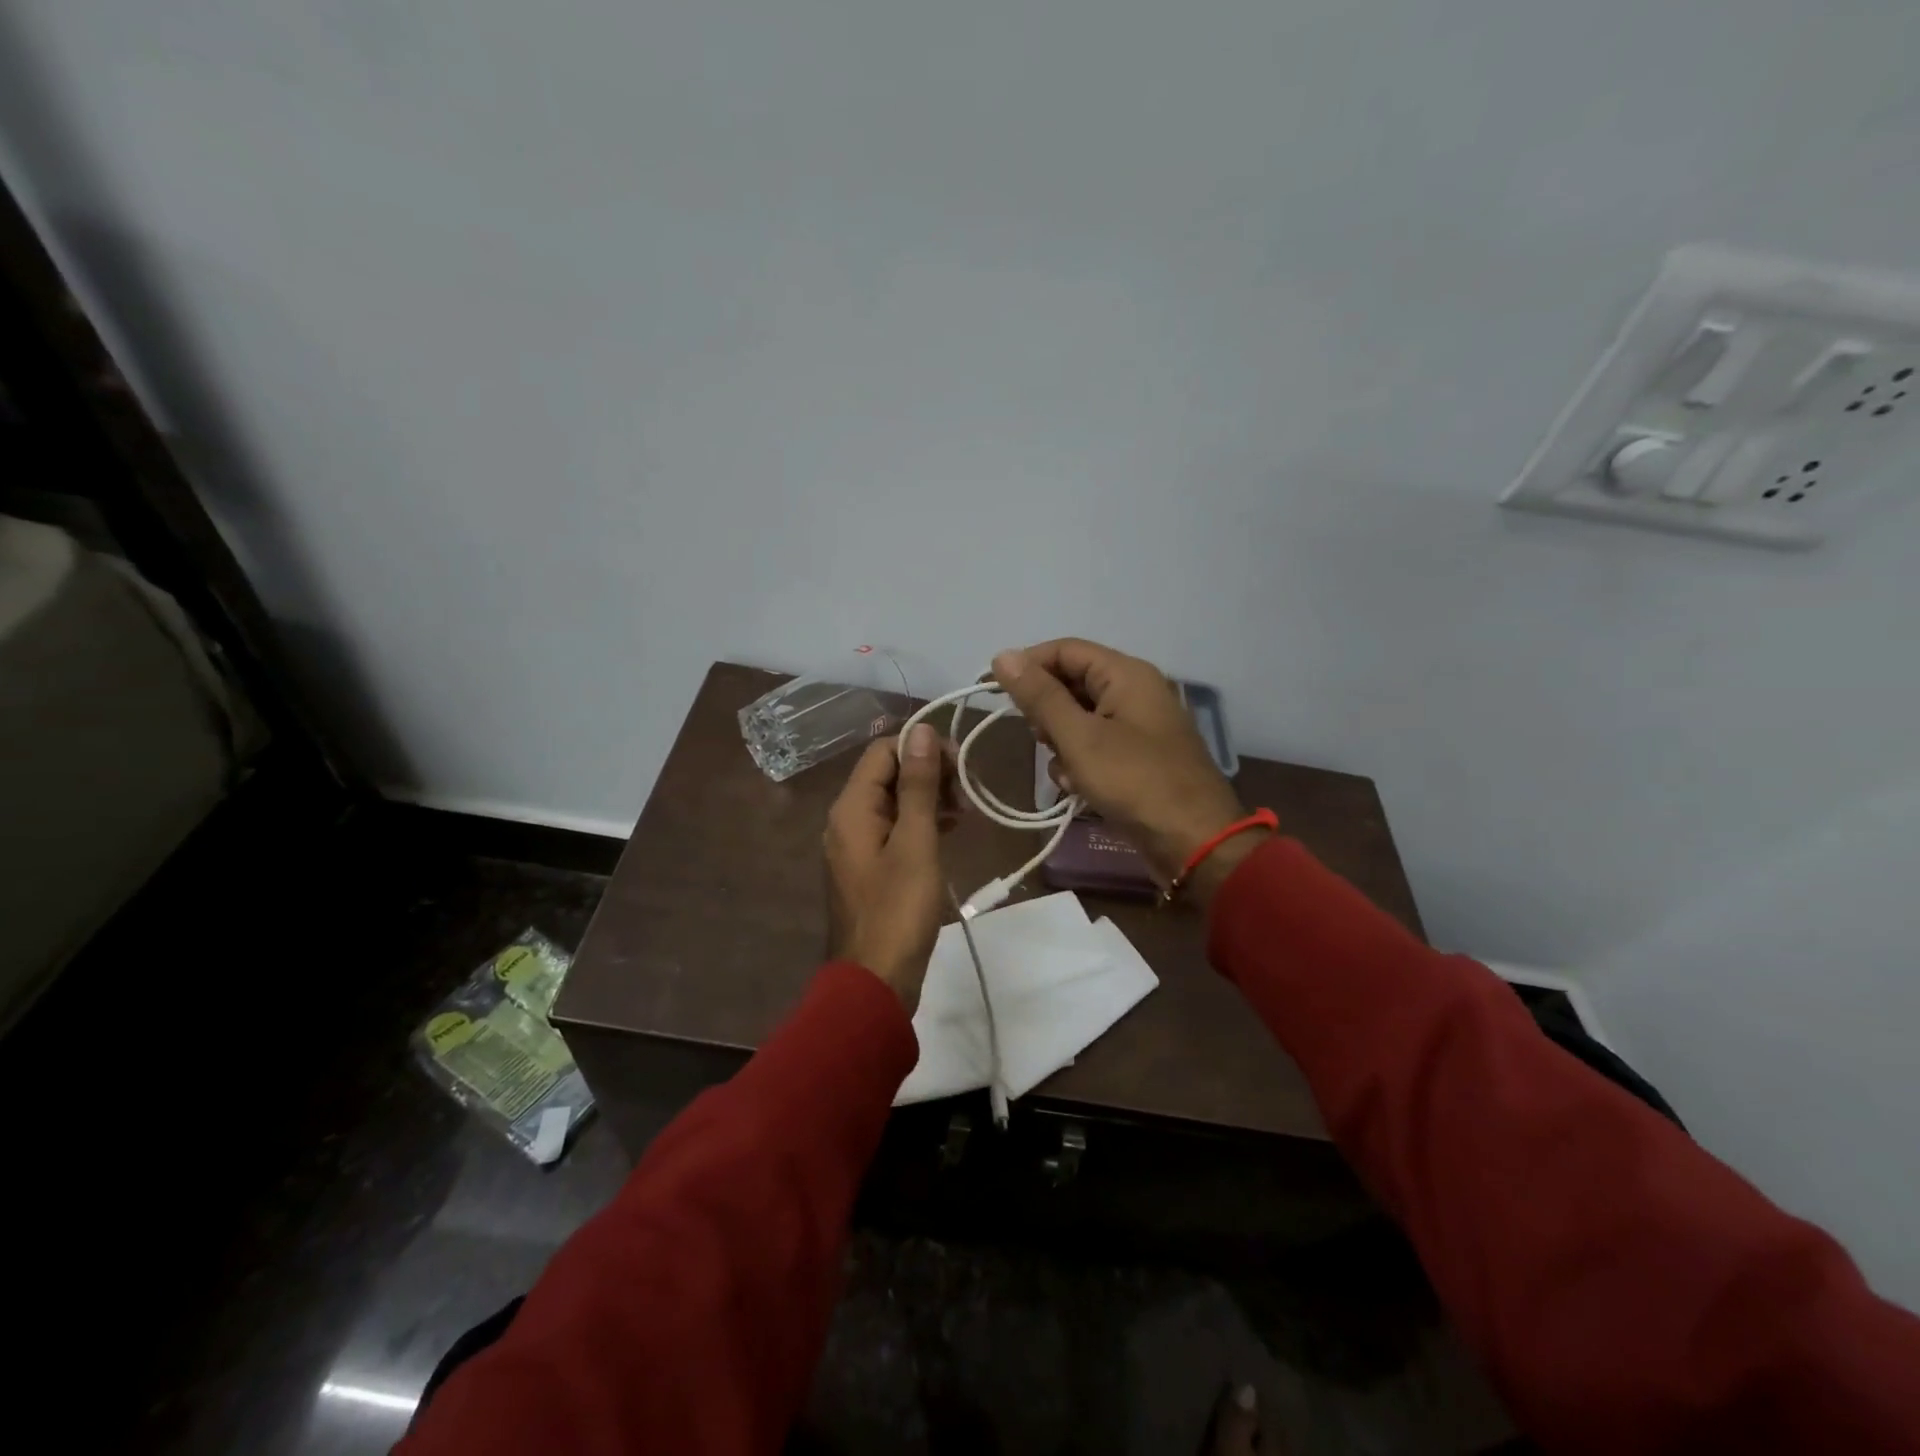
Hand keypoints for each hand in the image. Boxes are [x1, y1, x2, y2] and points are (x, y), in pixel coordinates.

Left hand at [823, 724, 955, 1009]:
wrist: (876, 981)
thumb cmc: (899, 910)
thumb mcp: (915, 842)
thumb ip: (918, 785)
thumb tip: (921, 730)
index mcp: (852, 808)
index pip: (884, 751)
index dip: (923, 748)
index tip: (962, 765)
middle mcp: (848, 820)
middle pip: (888, 774)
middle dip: (929, 773)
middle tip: (967, 792)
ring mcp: (857, 846)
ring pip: (894, 802)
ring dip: (929, 798)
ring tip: (965, 812)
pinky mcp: (871, 868)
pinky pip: (895, 830)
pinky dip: (922, 823)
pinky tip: (950, 831)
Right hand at [991, 639, 1269, 899]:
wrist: (1194, 842)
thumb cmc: (1135, 782)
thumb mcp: (1079, 738)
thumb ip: (1039, 696)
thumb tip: (1002, 656)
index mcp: (1126, 674)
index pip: (1065, 650)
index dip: (1026, 665)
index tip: (990, 689)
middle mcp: (1135, 691)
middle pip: (1072, 683)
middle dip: (1047, 713)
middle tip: (1037, 739)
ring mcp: (1138, 726)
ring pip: (1080, 719)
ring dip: (1062, 744)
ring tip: (1066, 771)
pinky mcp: (1138, 758)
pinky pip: (1096, 747)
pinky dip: (1081, 764)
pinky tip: (1079, 788)